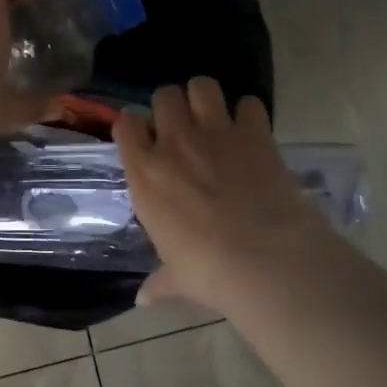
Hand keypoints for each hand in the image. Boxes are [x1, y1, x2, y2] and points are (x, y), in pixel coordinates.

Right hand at [114, 77, 343, 314]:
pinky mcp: (254, 133)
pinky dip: (249, 113)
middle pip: (163, 95)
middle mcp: (174, 143)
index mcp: (144, 174)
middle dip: (170, 105)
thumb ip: (160, 281)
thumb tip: (144, 300)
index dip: (133, 126)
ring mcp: (215, 133)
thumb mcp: (177, 277)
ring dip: (206, 97)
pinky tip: (252, 131)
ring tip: (214, 116)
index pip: (124, 125)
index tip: (142, 137)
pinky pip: (249, 103)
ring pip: (202, 86)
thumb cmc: (206, 270)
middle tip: (182, 126)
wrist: (262, 258)